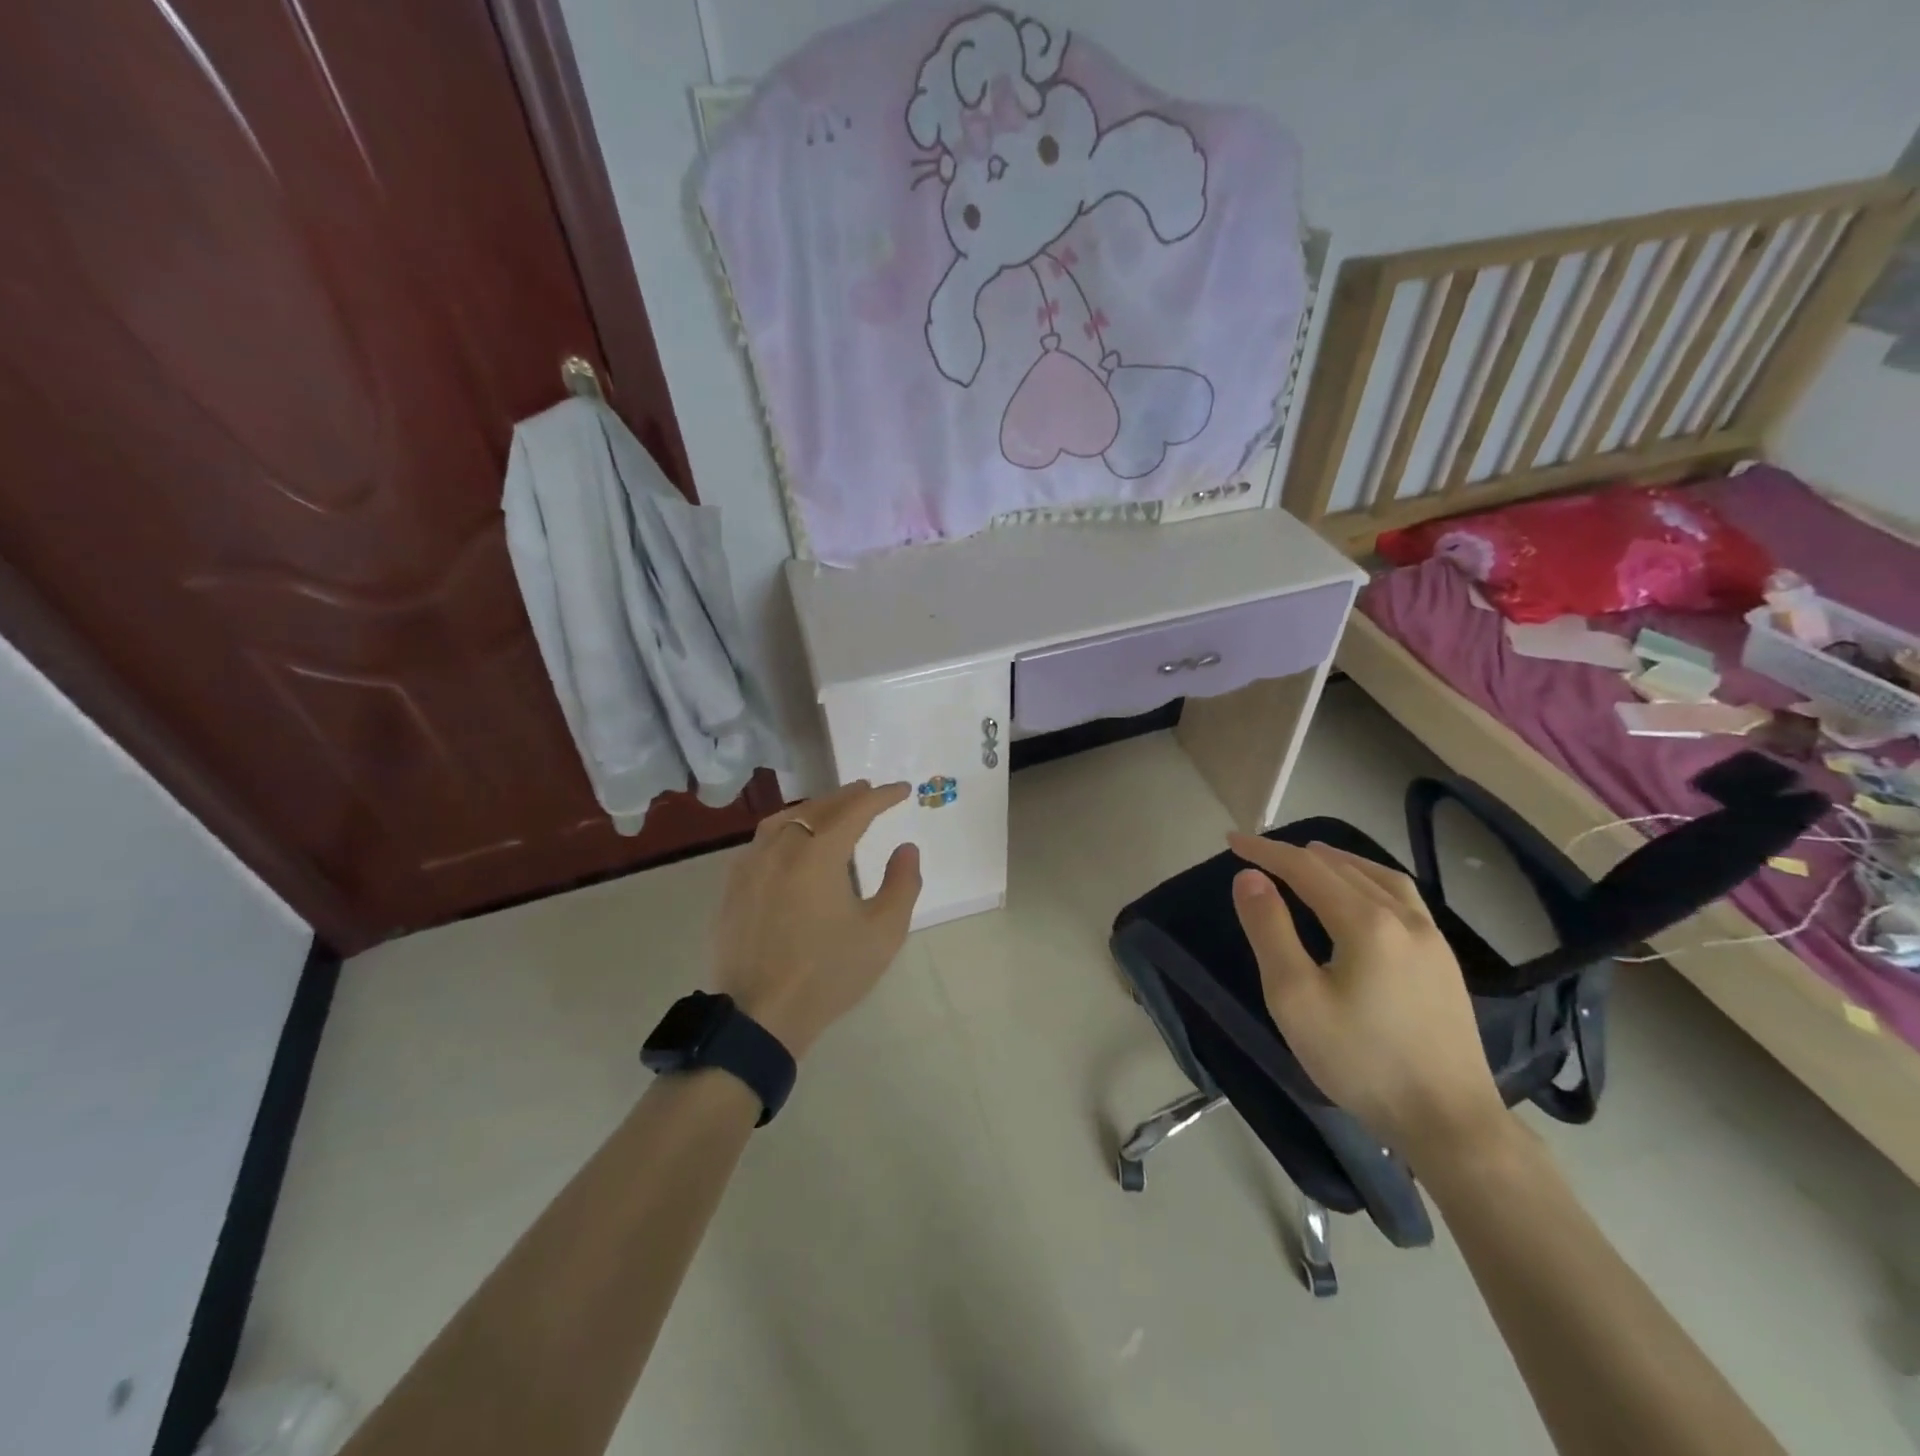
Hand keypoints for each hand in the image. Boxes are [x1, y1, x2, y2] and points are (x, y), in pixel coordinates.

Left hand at [711, 781, 921, 1059]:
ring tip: (830, 810)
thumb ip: (902, 883)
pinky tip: (790, 845)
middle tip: (868, 792)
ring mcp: (750, 866)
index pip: (856, 810)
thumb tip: (906, 849)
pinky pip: (761, 842)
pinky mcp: (732, 888)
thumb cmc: (828, 973)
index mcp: (818, 853)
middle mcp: (781, 847)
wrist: (759, 1016)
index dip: (882, 797)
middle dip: (847, 796)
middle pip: (817, 807)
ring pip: (783, 820)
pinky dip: (784, 830)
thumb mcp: (883, 932)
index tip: (902, 790)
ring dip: (812, 808)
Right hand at [1227, 834, 1509, 1169]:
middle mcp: (1404, 918)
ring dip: (1340, 861)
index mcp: (1366, 922)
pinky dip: (1370, 881)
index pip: (1305, 868)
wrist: (1449, 1122)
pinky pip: (1403, 899)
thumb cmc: (1360, 1060)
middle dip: (1296, 855)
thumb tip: (1250, 877)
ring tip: (1313, 857)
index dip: (1266, 851)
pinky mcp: (1445, 963)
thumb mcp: (1295, 997)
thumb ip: (1270, 930)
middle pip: (1342, 868)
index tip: (1232, 842)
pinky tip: (1365, 897)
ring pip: (1380, 878)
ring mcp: (1432, 940)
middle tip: (1259, 853)